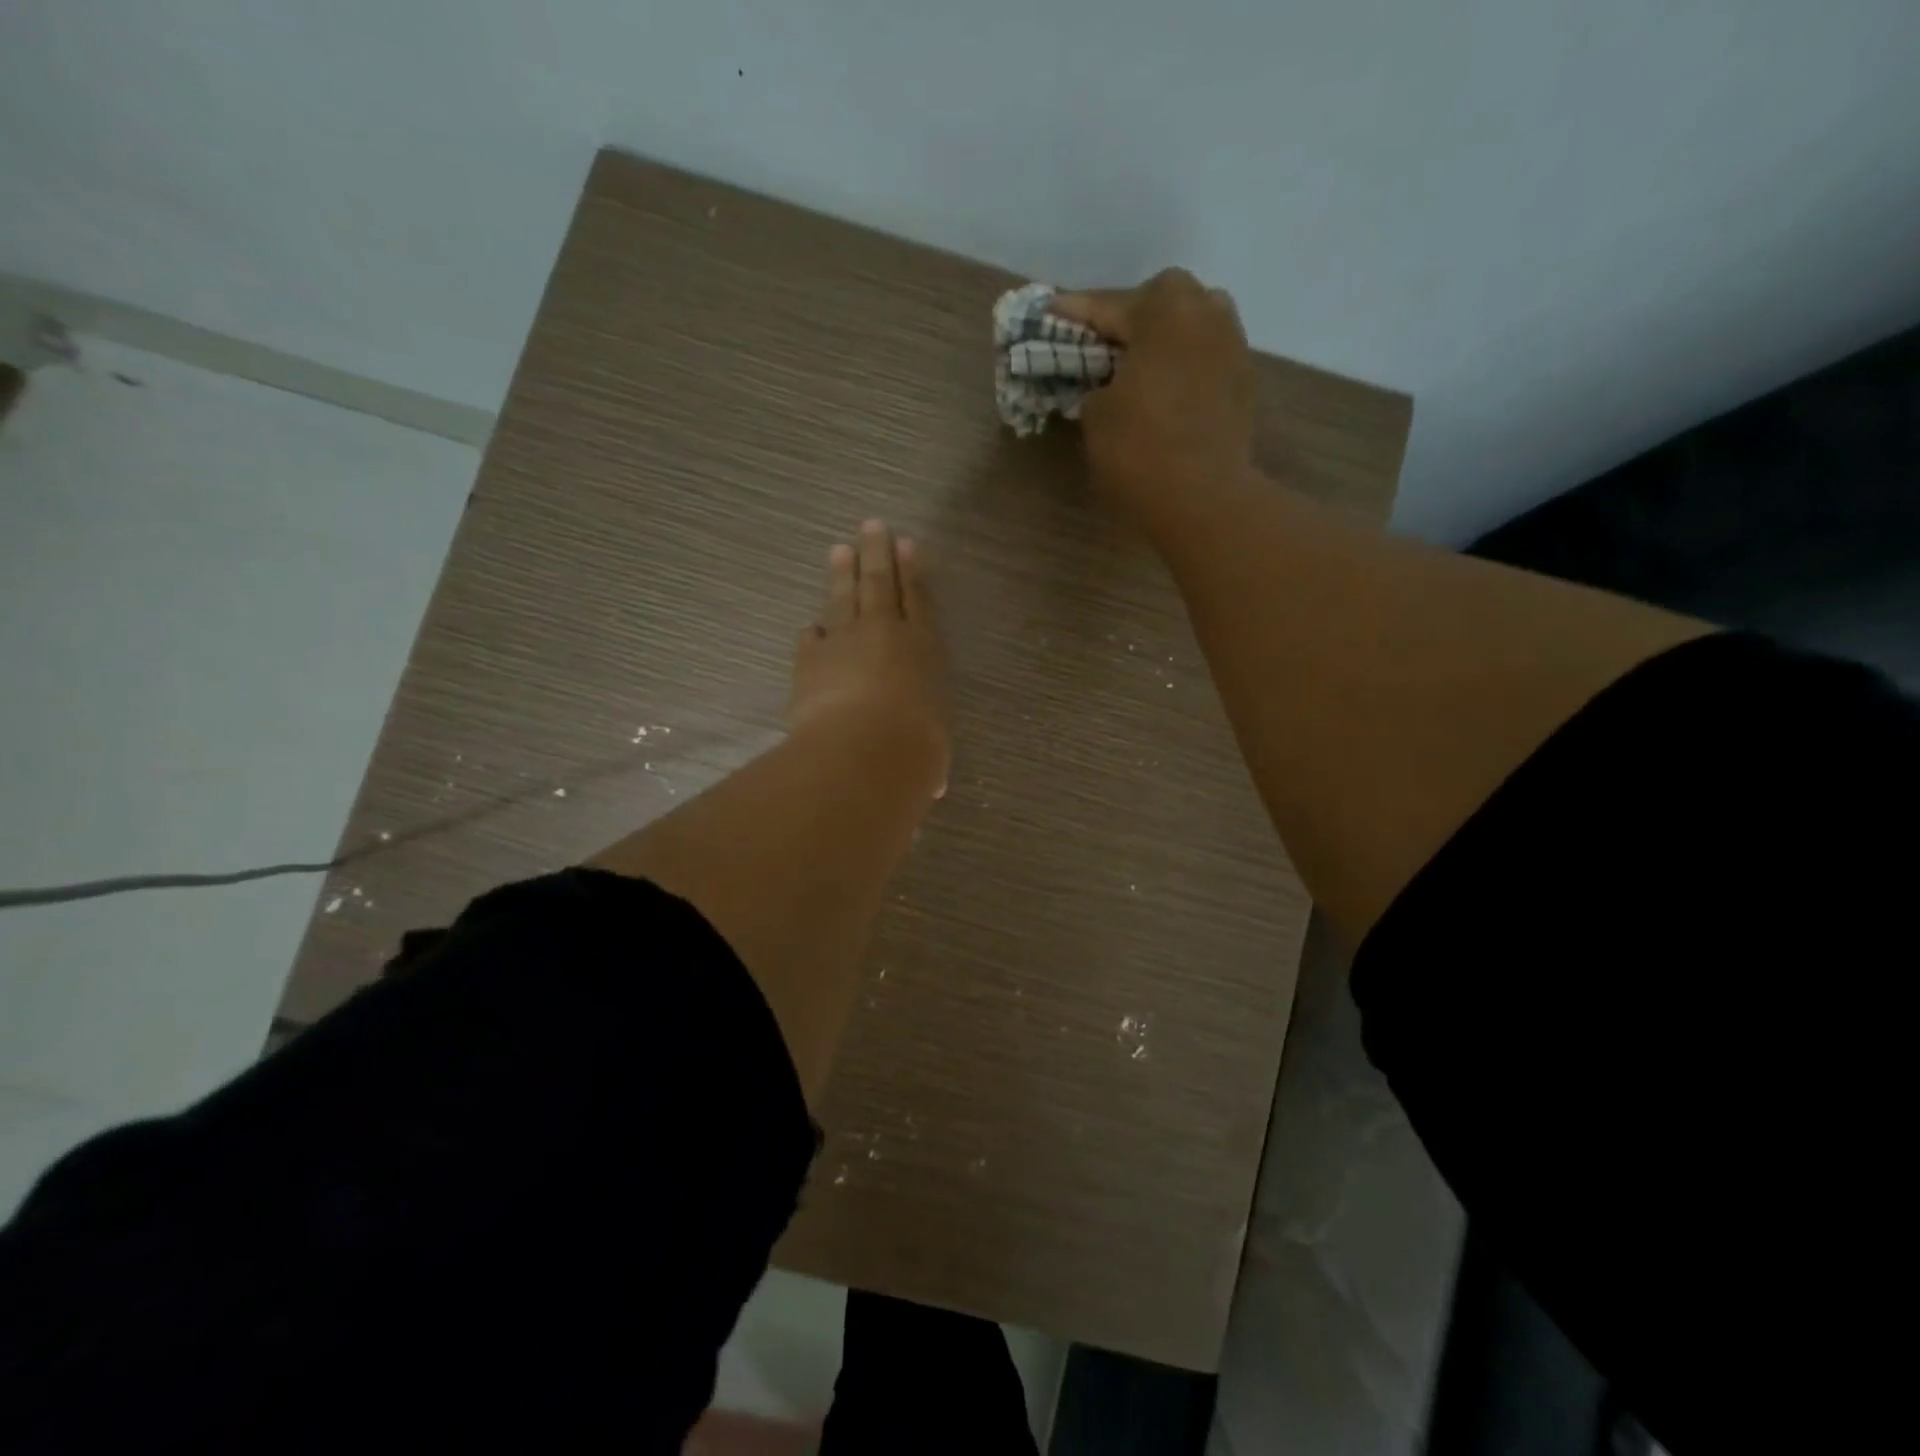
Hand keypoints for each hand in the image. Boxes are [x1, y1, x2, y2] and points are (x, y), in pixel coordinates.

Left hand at [789, 519, 949, 797]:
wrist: (861, 752)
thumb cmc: (914, 750)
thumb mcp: (932, 753)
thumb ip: (928, 753)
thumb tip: (932, 784)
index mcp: (923, 650)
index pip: (919, 601)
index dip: (913, 572)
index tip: (907, 545)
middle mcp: (885, 635)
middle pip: (880, 583)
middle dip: (877, 553)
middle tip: (872, 526)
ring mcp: (843, 643)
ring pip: (843, 598)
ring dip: (842, 574)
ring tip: (840, 550)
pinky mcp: (810, 661)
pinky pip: (812, 637)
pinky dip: (813, 631)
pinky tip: (810, 625)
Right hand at [1052, 269, 1256, 510]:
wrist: (1202, 496)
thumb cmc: (1139, 447)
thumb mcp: (1096, 414)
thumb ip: (1098, 385)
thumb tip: (1110, 385)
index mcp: (1164, 310)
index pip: (1109, 304)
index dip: (1076, 312)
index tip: (1052, 311)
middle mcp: (1206, 313)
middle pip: (1163, 300)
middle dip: (1132, 316)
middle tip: (1105, 342)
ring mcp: (1233, 346)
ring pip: (1193, 324)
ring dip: (1166, 337)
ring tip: (1141, 363)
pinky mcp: (1245, 382)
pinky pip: (1207, 359)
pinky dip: (1185, 366)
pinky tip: (1168, 390)